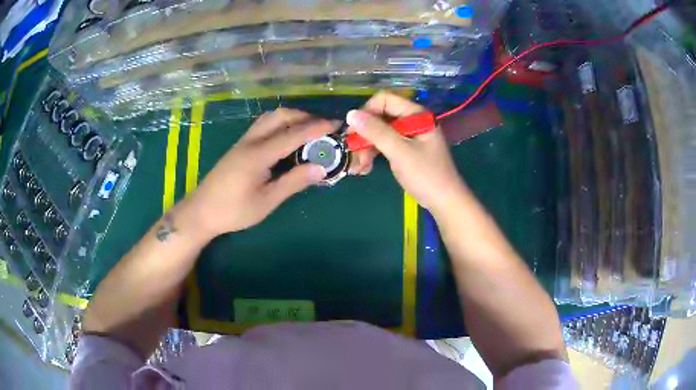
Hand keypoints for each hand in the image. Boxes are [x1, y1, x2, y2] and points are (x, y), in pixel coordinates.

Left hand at [188, 108, 336, 235]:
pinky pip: (263, 125)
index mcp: (259, 154)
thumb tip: (321, 168)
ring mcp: (243, 142)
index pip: (293, 134)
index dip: (317, 127)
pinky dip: (279, 124)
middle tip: (323, 127)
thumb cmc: (234, 210)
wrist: (201, 211)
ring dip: (291, 118)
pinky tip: (286, 137)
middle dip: (304, 116)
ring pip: (270, 118)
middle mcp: (251, 141)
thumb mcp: (267, 201)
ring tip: (307, 129)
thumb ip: (294, 182)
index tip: (336, 124)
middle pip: (280, 116)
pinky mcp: (239, 146)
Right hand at [346, 92, 468, 213]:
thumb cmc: (426, 175)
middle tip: (353, 153)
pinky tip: (365, 167)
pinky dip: (374, 153)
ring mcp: (410, 135)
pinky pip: (386, 144)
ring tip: (359, 166)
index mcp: (416, 114)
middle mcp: (413, 120)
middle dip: (365, 134)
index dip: (367, 112)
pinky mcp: (407, 148)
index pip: (385, 100)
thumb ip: (376, 131)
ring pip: (380, 132)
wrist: (445, 201)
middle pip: (381, 116)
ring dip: (367, 146)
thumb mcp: (399, 151)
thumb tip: (350, 114)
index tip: (354, 131)